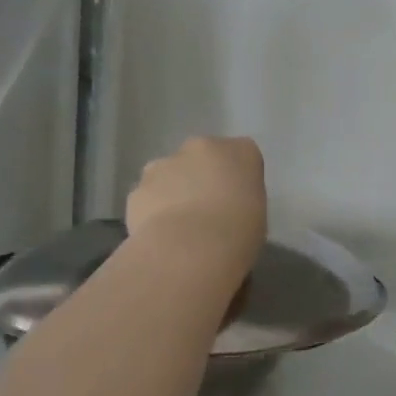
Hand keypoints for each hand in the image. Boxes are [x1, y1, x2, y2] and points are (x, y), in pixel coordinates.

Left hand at [125, 136, 266, 272]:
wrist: (190, 248)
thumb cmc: (238, 231)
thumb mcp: (258, 214)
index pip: (243, 154)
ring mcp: (163, 165)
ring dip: (174, 190)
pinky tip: (161, 235)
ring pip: (169, 173)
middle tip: (208, 210)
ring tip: (181, 226)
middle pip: (202, 156)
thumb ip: (242, 199)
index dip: (239, 177)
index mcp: (240, 151)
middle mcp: (200, 147)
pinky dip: (152, 211)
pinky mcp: (137, 189)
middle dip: (202, 177)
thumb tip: (228, 204)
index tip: (238, 200)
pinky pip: (148, 197)